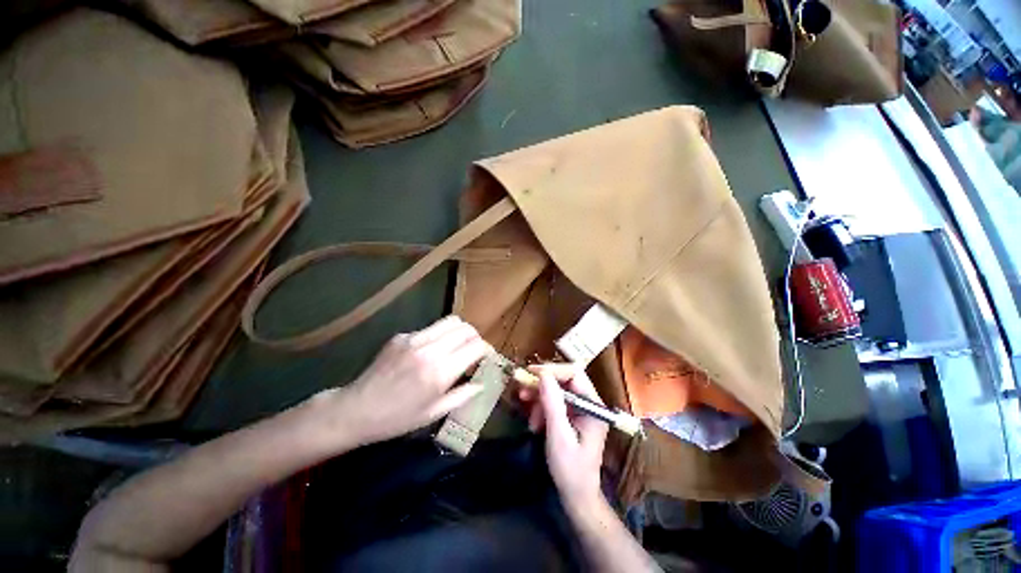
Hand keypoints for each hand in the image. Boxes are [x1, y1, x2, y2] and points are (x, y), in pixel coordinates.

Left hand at [316, 316, 490, 446]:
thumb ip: (462, 395)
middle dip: (476, 337)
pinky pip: (431, 328)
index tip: (486, 358)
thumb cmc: (397, 419)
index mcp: (440, 372)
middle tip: (473, 351)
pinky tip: (431, 351)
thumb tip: (482, 383)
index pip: (476, 346)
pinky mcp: (402, 335)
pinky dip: (440, 335)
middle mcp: (430, 349)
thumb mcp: (434, 413)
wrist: (356, 409)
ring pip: (451, 321)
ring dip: (460, 332)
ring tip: (457, 346)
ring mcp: (414, 338)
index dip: (486, 349)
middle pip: (466, 328)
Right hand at [519, 364, 608, 510]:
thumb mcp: (559, 436)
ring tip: (529, 416)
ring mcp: (581, 409)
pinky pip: (555, 402)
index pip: (574, 374)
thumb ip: (552, 404)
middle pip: (564, 380)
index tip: (532, 374)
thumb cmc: (570, 470)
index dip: (553, 370)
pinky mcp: (572, 416)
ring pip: (557, 390)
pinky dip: (542, 408)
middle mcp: (589, 403)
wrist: (577, 496)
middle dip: (543, 385)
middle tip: (523, 391)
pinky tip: (535, 422)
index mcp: (593, 406)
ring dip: (540, 399)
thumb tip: (544, 375)